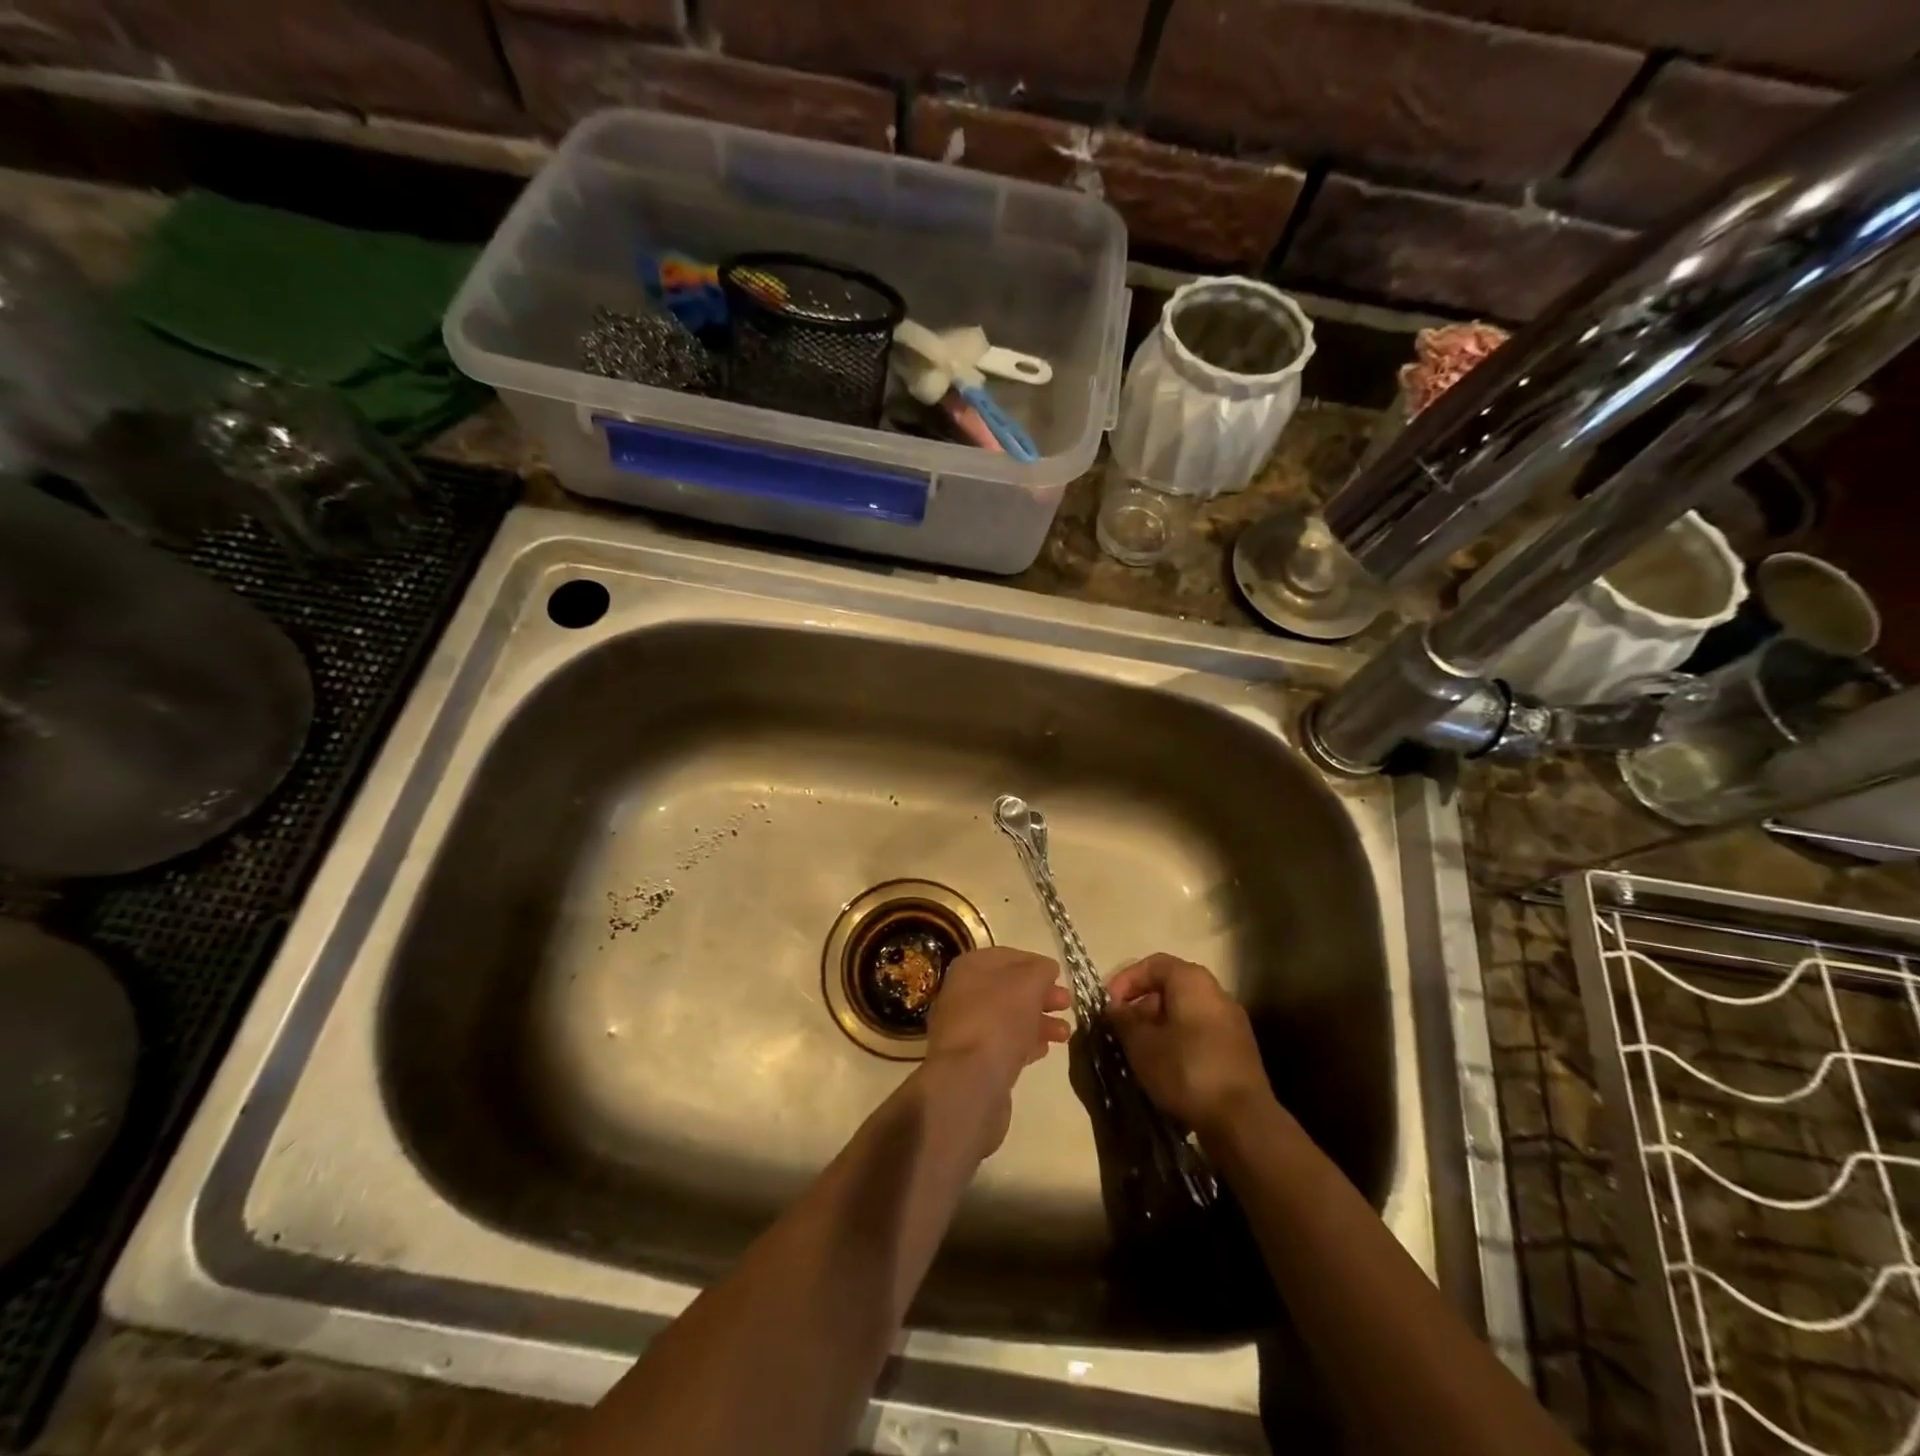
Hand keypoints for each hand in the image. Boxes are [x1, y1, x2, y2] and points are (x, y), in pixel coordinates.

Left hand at [921, 946, 1069, 1156]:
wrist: (969, 1082)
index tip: (1059, 975)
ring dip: (1039, 1021)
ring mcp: (967, 1029)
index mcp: (970, 968)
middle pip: (1009, 989)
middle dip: (1041, 995)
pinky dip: (1026, 1044)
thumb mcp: (1027, 983)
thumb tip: (1047, 969)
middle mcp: (963, 994)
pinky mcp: (974, 1062)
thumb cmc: (998, 1019)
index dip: (1035, 963)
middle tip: (1067, 1004)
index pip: (1007, 957)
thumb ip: (1041, 970)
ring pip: (1009, 1018)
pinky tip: (1045, 1049)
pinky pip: (1004, 1045)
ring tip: (1065, 1033)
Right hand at [1106, 953, 1273, 1140]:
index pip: (1153, 964)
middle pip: (1171, 987)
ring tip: (1139, 1052)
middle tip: (1121, 1030)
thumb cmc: (1186, 1070)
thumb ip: (1123, 1020)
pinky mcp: (1238, 1050)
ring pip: (1185, 1012)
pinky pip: (1200, 1033)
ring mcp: (1231, 1022)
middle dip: (1141, 1006)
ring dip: (1158, 1026)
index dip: (1126, 980)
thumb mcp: (1142, 1044)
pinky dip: (1178, 1041)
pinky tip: (1165, 1068)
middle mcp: (1216, 993)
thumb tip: (1115, 1008)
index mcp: (1192, 981)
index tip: (1109, 1005)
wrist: (1244, 1121)